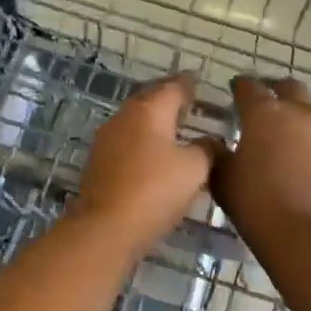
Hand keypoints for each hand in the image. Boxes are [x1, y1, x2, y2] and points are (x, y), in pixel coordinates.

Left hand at [72, 74, 221, 253]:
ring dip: (155, 122)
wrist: (105, 228)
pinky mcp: (99, 162)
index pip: (173, 86)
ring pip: (137, 121)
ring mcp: (107, 139)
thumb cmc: (155, 190)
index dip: (189, 84)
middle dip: (170, 100)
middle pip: (151, 100)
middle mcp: (124, 116)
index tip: (200, 82)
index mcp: (149, 110)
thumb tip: (211, 141)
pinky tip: (155, 155)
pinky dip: (143, 142)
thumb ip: (207, 149)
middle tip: (190, 104)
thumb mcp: (194, 169)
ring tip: (176, 130)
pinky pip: (127, 142)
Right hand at [211, 76, 310, 247]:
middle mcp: (301, 114)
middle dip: (276, 92)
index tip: (235, 91)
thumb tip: (215, 143)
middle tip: (266, 106)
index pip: (250, 87)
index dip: (240, 87)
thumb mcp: (223, 181)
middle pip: (290, 88)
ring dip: (304, 115)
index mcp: (265, 114)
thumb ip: (217, 155)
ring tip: (293, 132)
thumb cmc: (258, 206)